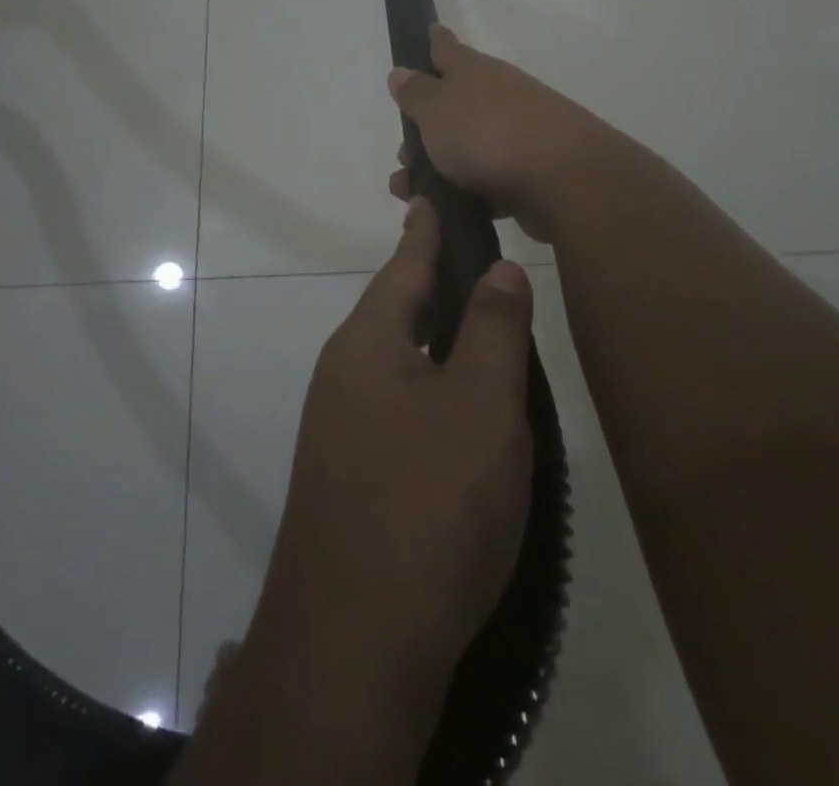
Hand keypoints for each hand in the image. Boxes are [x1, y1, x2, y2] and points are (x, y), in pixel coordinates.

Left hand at [241, 198, 534, 762]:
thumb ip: (491, 329)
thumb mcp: (480, 405)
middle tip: (475, 255)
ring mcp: (340, 425)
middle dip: (432, 279)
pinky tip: (457, 400)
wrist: (352, 646)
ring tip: (476, 318)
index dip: (426, 228)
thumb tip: (498, 267)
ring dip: (433, 333)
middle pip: (396, 307)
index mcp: (368, 342)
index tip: (432, 193)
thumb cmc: (427, 504)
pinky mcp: (351, 473)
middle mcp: (344, 372)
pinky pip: (396, 401)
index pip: (404, 263)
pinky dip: (430, 381)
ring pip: (397, 357)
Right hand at [387, 24, 613, 242]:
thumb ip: (416, 93)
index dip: (434, 41)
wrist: (564, 182)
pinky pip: (487, 180)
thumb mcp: (437, 110)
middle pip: (456, 104)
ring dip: (438, 166)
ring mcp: (518, 134)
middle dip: (426, 126)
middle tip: (403, 153)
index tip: (428, 32)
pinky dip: (464, 192)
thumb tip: (401, 72)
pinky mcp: (530, 174)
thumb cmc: (488, 134)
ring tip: (410, 190)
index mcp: (475, 72)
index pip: (448, 48)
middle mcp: (499, 96)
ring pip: (468, 146)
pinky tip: (445, 211)